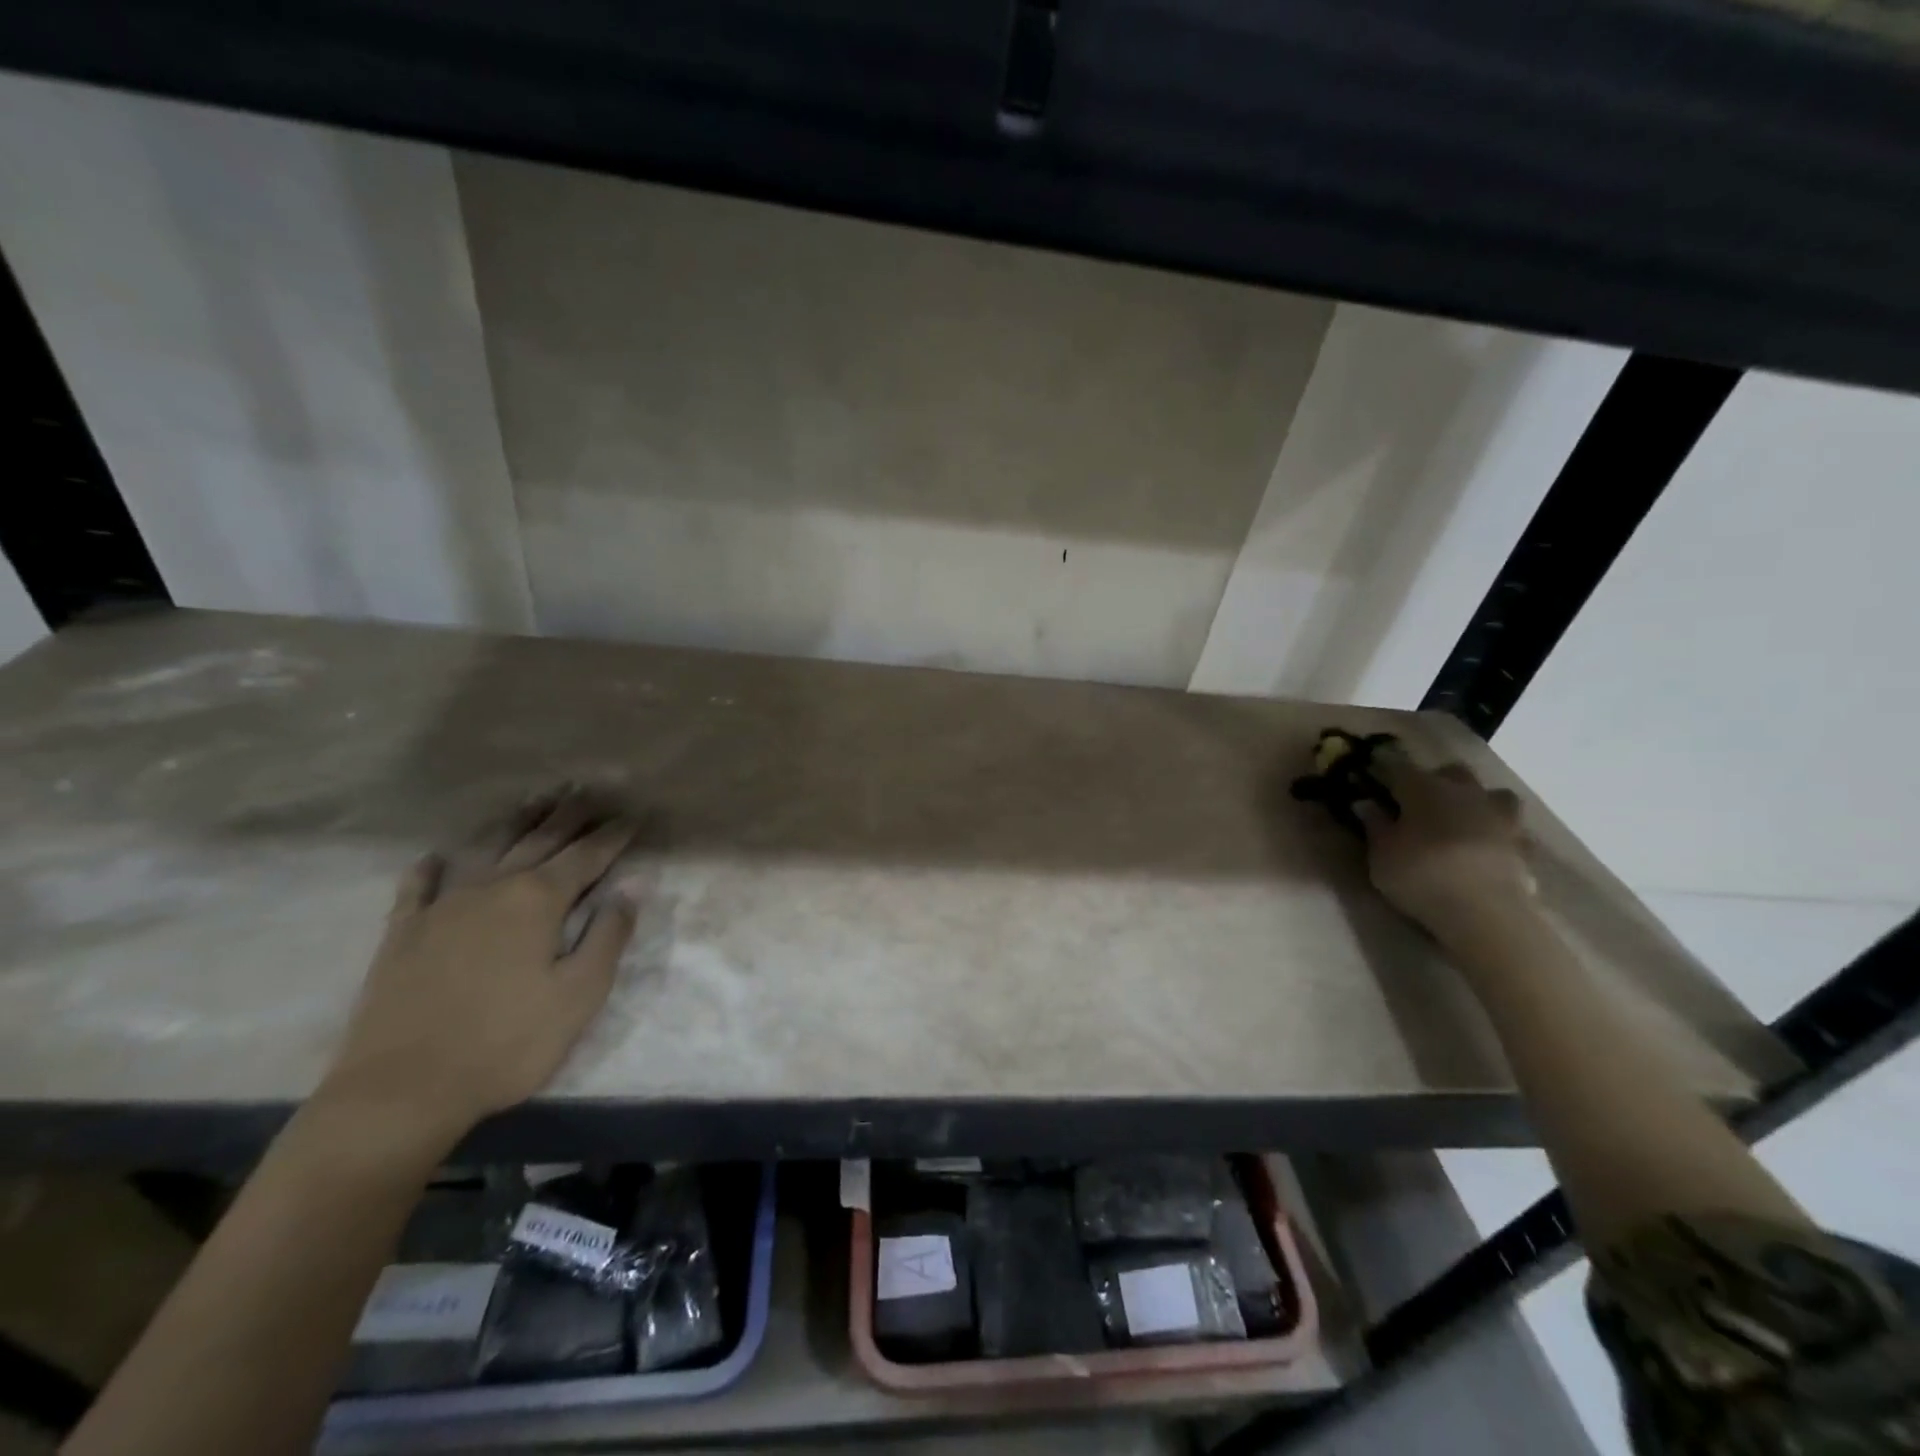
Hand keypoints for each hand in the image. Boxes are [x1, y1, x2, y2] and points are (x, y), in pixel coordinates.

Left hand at [317, 791, 642, 1143]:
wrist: (401, 1090)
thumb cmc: (507, 1043)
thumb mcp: (579, 995)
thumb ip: (609, 935)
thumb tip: (632, 885)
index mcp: (538, 901)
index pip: (586, 856)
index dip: (613, 835)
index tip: (633, 815)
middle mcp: (493, 888)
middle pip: (539, 840)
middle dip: (569, 814)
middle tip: (589, 790)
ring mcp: (443, 906)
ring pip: (487, 848)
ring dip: (515, 821)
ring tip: (536, 799)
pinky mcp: (403, 932)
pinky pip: (418, 885)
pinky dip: (432, 866)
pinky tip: (438, 856)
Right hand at [1357, 756, 1533, 939]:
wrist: (1485, 912)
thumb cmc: (1420, 875)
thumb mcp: (1381, 854)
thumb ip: (1375, 825)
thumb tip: (1366, 804)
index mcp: (1424, 787)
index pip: (1397, 767)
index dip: (1382, 770)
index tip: (1370, 774)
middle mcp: (1464, 792)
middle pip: (1451, 772)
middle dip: (1435, 779)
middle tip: (1418, 800)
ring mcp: (1500, 817)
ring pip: (1491, 794)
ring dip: (1477, 802)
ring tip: (1463, 820)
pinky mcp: (1524, 845)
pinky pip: (1509, 830)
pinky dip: (1497, 834)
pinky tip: (1487, 849)